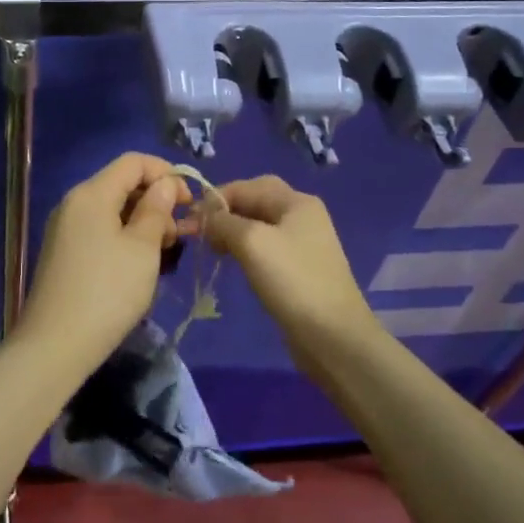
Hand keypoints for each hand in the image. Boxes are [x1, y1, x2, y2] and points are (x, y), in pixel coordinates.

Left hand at [17, 153, 190, 356]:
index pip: (133, 162)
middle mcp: (74, 203)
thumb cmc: (108, 292)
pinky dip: (124, 237)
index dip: (166, 174)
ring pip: (112, 210)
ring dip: (142, 222)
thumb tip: (166, 184)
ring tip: (163, 253)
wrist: (55, 345)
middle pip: (121, 184)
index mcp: (91, 193)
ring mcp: (65, 228)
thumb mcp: (143, 248)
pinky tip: (139, 264)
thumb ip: (157, 209)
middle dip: (156, 201)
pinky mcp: (64, 252)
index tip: (190, 203)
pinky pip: (100, 230)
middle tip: (179, 235)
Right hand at [195, 176, 382, 364]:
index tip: (190, 220)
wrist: (333, 336)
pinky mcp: (298, 268)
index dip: (215, 199)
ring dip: (231, 231)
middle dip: (224, 213)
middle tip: (199, 233)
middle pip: (253, 202)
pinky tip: (231, 261)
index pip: (246, 186)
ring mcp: (302, 243)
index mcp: (296, 201)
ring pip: (257, 226)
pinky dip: (243, 248)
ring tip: (211, 248)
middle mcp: (301, 215)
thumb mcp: (251, 242)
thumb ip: (223, 221)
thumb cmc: (292, 281)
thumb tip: (205, 217)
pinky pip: (264, 247)